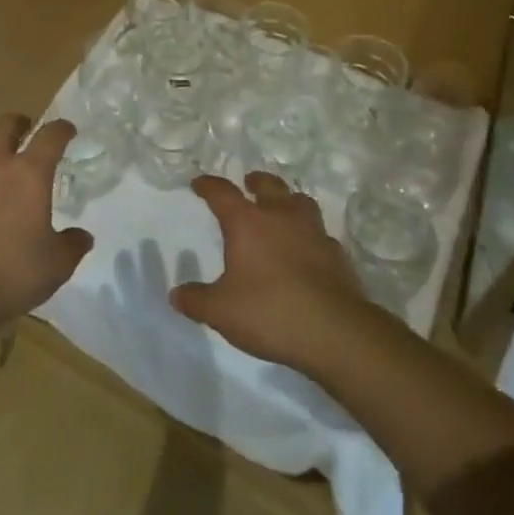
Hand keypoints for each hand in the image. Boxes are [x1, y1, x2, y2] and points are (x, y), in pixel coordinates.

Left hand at [0, 115, 93, 343]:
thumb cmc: (8, 275)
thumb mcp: (55, 267)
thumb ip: (72, 246)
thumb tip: (82, 236)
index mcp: (29, 174)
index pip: (50, 136)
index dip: (62, 129)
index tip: (68, 131)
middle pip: (6, 124)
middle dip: (21, 123)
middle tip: (28, 132)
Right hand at [171, 172, 372, 373]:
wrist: (335, 332)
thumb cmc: (269, 312)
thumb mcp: (221, 311)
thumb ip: (197, 300)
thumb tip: (176, 294)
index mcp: (247, 223)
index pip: (222, 193)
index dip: (208, 186)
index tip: (199, 183)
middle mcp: (281, 217)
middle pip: (269, 185)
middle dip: (256, 182)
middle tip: (249, 184)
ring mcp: (314, 233)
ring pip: (301, 202)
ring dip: (289, 202)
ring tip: (283, 211)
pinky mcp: (338, 256)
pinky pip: (321, 235)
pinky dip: (311, 237)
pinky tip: (308, 251)